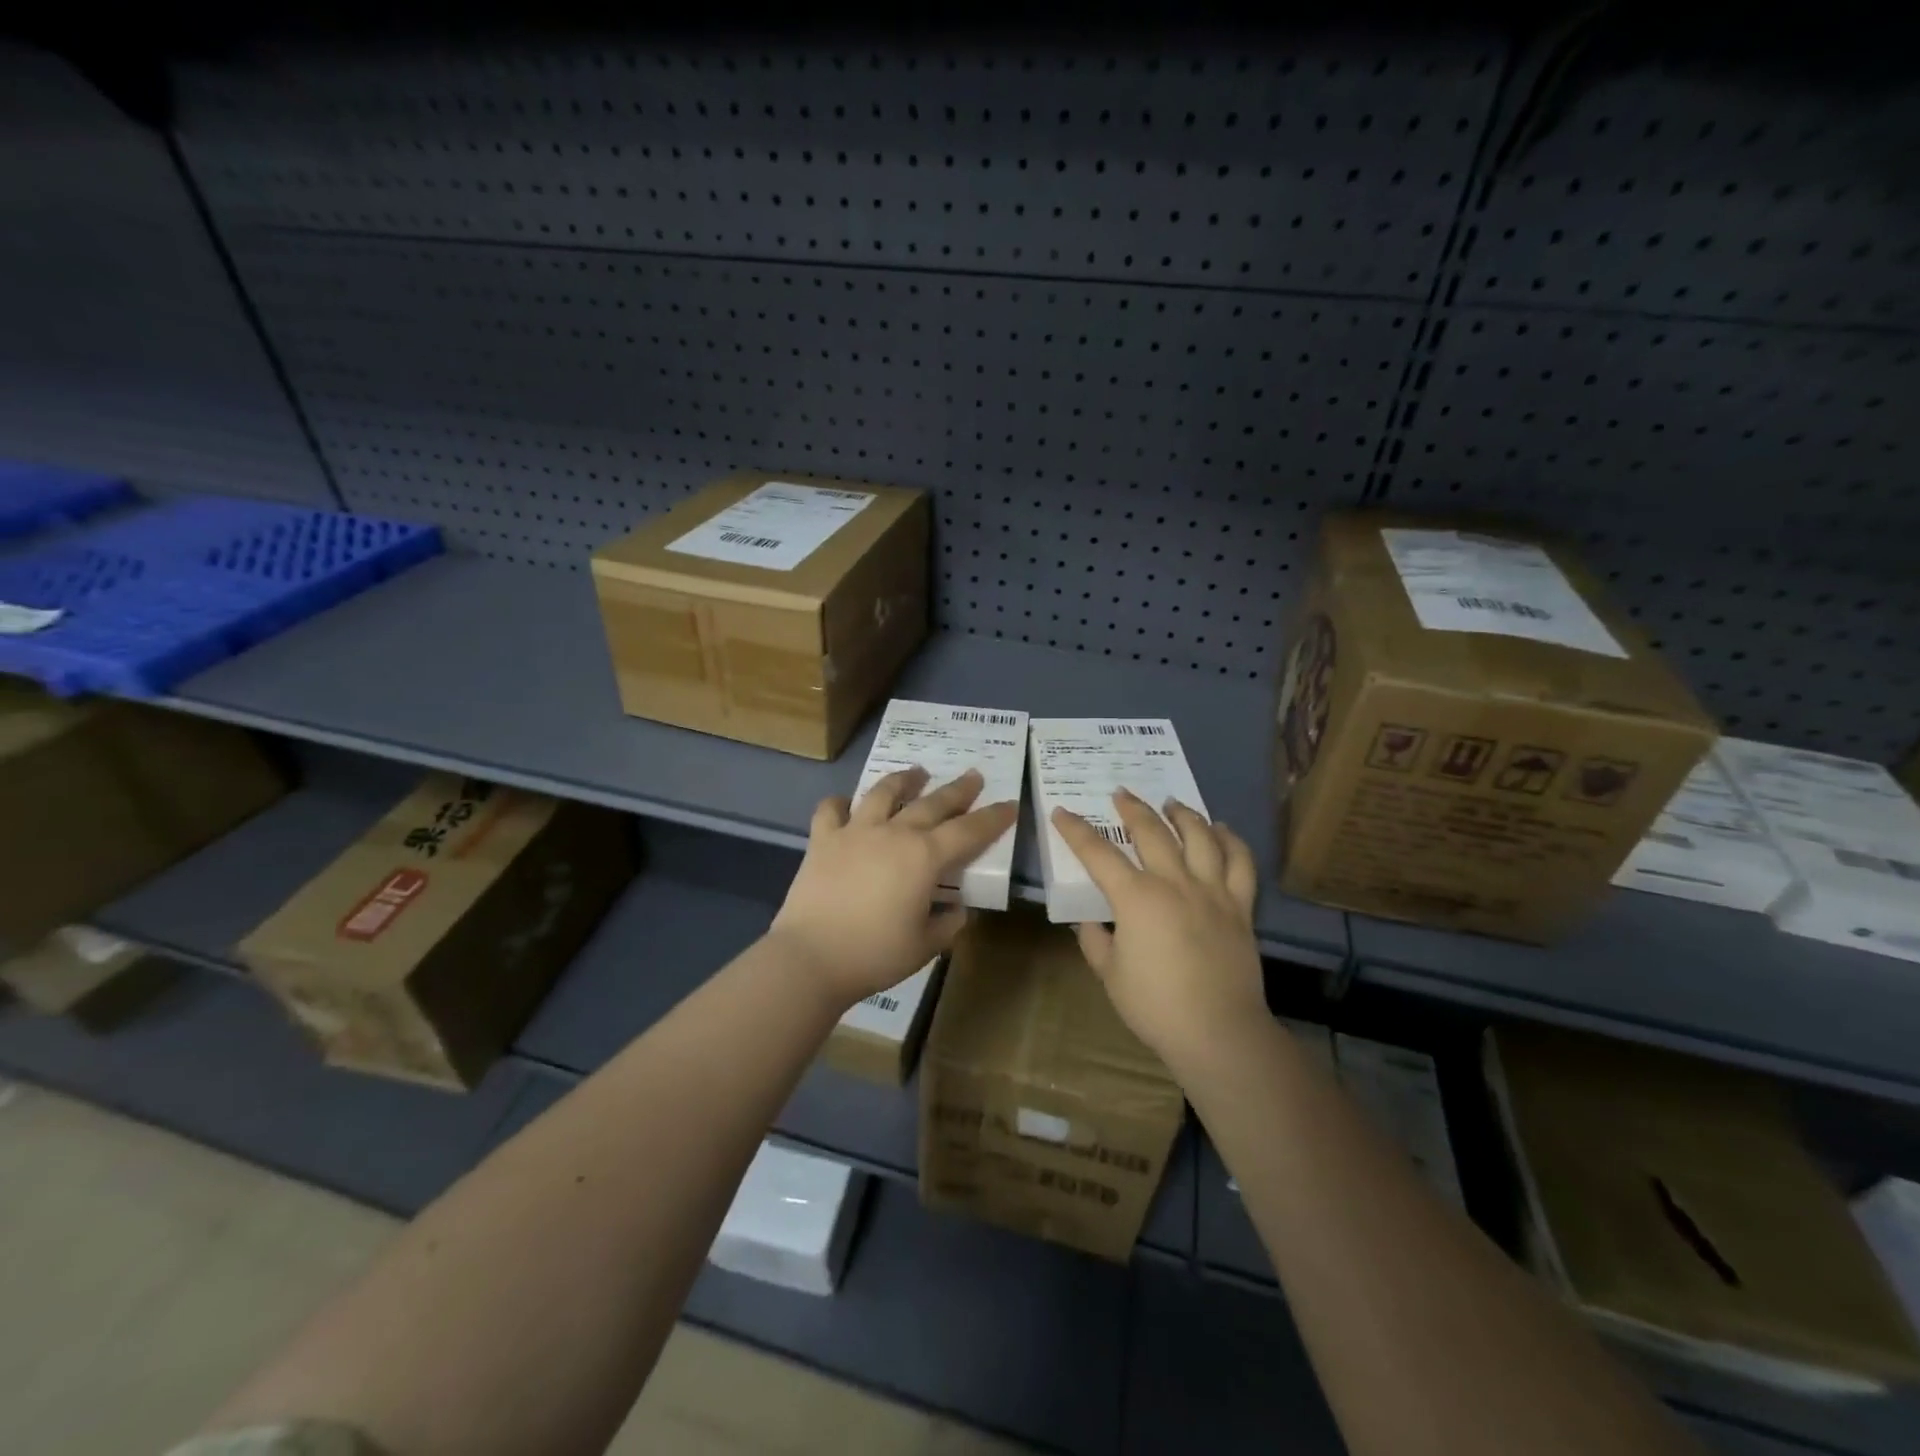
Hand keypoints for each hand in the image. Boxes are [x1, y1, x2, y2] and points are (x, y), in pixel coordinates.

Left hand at [770, 767, 1017, 1008]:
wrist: (811, 957)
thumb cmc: (875, 954)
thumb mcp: (925, 945)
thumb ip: (948, 924)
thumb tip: (957, 909)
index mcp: (925, 857)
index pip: (969, 831)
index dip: (992, 818)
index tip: (1009, 804)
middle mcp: (894, 833)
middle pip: (932, 803)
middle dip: (958, 789)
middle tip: (973, 776)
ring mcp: (855, 831)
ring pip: (883, 792)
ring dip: (904, 780)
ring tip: (916, 772)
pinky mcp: (823, 840)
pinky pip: (831, 810)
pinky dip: (840, 803)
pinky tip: (847, 804)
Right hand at [1052, 790, 1264, 1066]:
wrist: (1219, 1032)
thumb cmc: (1155, 1006)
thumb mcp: (1109, 973)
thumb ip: (1094, 939)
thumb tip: (1089, 919)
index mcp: (1136, 898)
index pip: (1098, 854)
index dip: (1076, 830)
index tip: (1062, 813)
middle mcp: (1175, 882)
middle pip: (1152, 832)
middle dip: (1132, 808)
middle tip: (1120, 793)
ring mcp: (1212, 891)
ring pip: (1200, 836)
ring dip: (1182, 814)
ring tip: (1171, 803)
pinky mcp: (1240, 906)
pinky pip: (1240, 863)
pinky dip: (1231, 840)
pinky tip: (1221, 829)